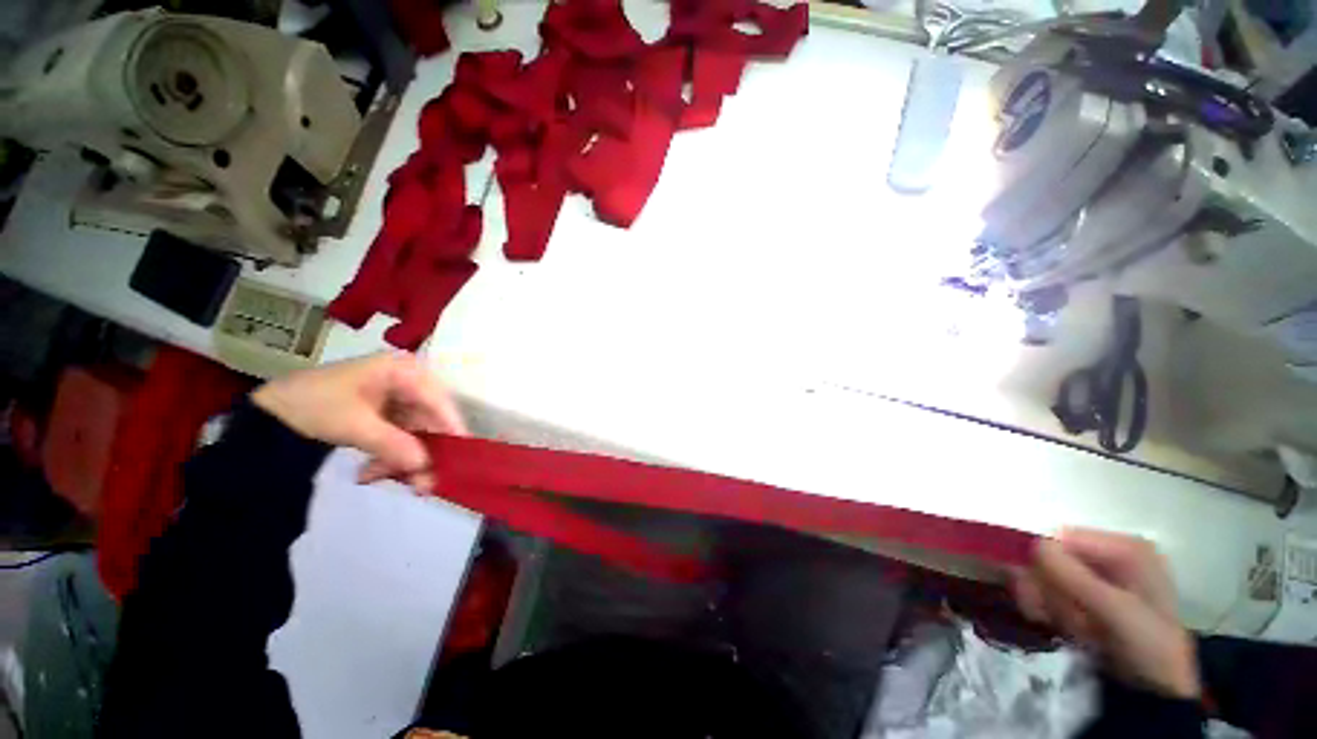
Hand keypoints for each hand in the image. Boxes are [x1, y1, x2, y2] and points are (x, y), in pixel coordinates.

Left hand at [251, 352, 466, 491]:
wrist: (269, 413)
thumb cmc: (313, 405)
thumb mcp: (352, 424)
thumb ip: (392, 444)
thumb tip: (425, 465)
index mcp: (404, 371)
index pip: (439, 401)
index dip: (450, 428)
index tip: (459, 456)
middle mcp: (408, 382)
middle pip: (430, 419)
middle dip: (424, 452)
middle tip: (422, 484)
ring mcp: (398, 399)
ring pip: (417, 433)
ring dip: (405, 460)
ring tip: (388, 482)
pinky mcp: (387, 415)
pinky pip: (401, 438)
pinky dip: (390, 458)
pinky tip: (371, 473)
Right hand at [1013, 528, 1199, 698]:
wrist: (1159, 688)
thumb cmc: (1150, 644)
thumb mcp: (1116, 612)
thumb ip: (1076, 577)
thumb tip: (1034, 543)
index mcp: (1124, 549)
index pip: (1063, 537)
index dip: (1043, 560)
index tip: (1039, 590)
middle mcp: (1108, 556)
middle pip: (1051, 556)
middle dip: (1045, 587)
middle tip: (1049, 613)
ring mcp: (1096, 577)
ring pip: (1045, 576)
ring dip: (1046, 602)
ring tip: (1067, 627)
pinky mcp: (1085, 597)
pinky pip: (1049, 591)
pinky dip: (1048, 610)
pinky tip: (1063, 628)